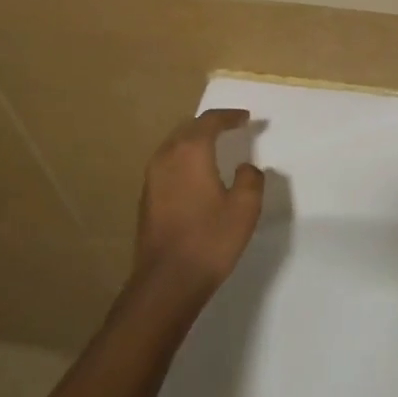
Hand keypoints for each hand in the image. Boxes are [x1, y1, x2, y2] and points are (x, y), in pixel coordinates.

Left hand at [129, 109, 264, 305]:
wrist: (167, 280)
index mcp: (191, 152)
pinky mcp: (147, 197)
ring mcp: (152, 177)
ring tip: (214, 147)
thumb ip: (250, 180)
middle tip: (232, 127)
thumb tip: (246, 168)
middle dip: (210, 125)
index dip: (230, 116)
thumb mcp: (245, 209)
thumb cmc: (210, 240)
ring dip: (194, 141)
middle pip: (188, 128)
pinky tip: (196, 174)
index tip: (246, 118)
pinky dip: (184, 159)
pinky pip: (167, 164)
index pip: (210, 121)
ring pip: (174, 145)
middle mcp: (166, 157)